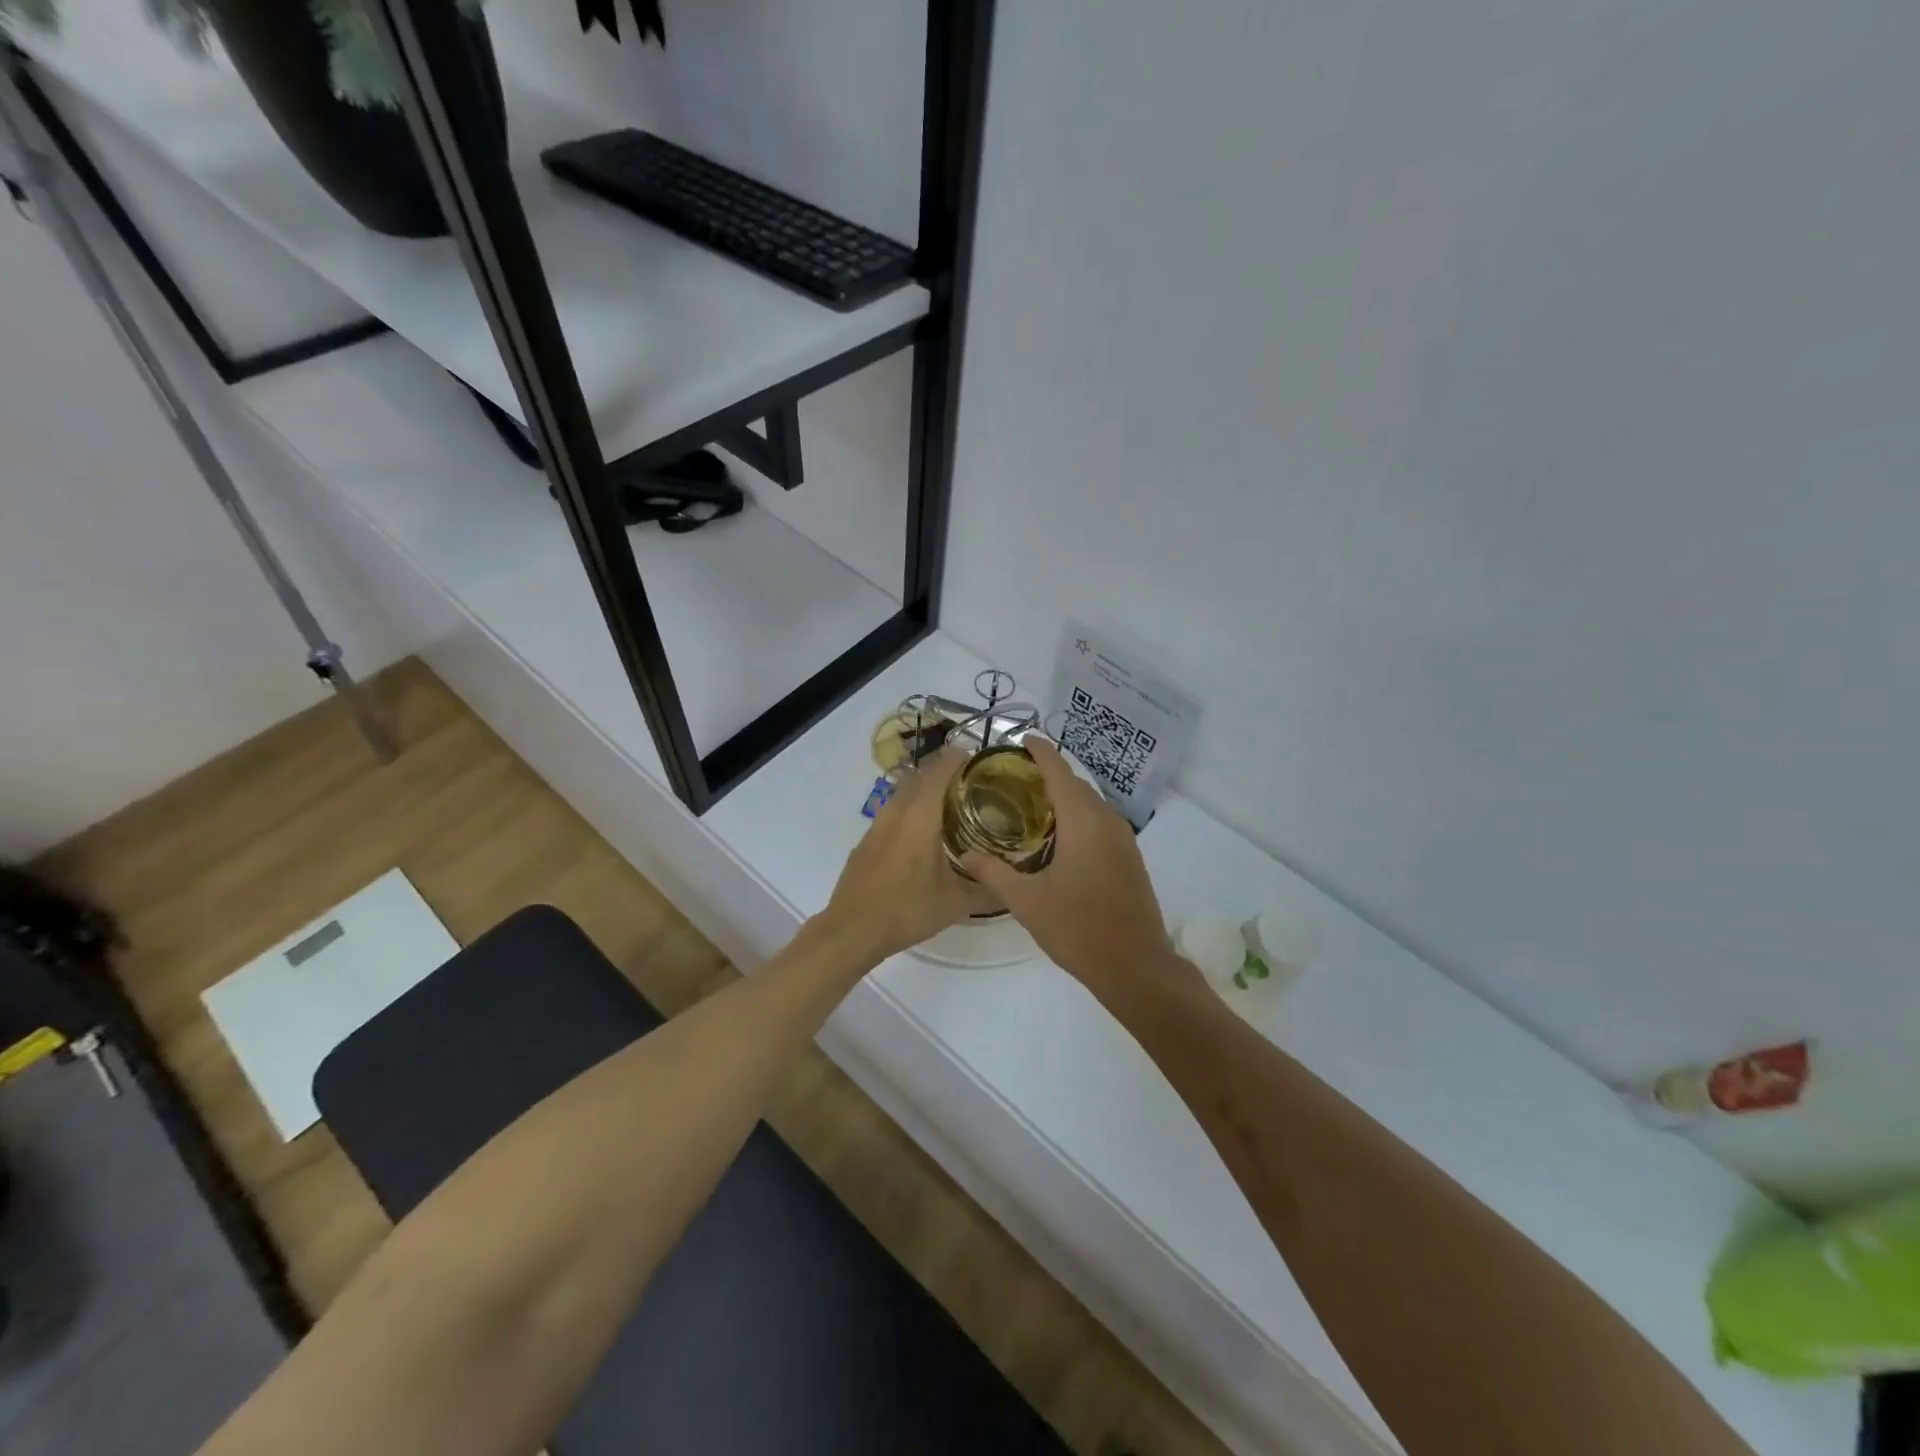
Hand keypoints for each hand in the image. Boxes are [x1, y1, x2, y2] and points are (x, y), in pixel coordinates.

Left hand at [815, 749, 998, 964]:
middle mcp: (897, 811)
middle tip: (975, 785)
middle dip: (947, 772)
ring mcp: (877, 824)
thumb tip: (1016, 885)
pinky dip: (912, 809)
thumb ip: (990, 890)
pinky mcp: (868, 839)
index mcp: (920, 815)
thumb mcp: (956, 904)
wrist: (851, 930)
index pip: (941, 769)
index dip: (961, 758)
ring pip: (905, 792)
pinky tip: (925, 835)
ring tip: (953, 807)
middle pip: (922, 774)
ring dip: (927, 790)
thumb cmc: (906, 910)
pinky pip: (894, 810)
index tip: (983, 762)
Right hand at [962, 739, 1172, 991]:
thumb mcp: (1026, 901)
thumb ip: (993, 873)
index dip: (1040, 751)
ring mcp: (1123, 838)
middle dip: (1049, 774)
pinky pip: (1102, 821)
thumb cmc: (1077, 928)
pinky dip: (1080, 815)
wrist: (1134, 965)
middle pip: (1076, 784)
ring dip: (1066, 796)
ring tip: (1034, 805)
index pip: (1059, 771)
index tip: (1021, 740)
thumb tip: (964, 853)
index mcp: (1082, 821)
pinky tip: (1061, 837)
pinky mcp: (1131, 856)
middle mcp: (1106, 820)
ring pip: (1092, 803)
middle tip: (1015, 780)